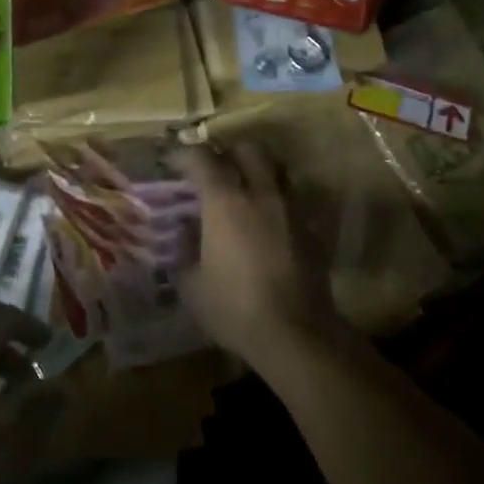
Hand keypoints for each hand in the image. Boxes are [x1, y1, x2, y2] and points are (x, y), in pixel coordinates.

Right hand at [174, 144, 340, 367]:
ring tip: (241, 191)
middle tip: (211, 172)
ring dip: (256, 171)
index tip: (172, 164)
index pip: (202, 158)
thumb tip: (185, 228)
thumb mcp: (191, 283)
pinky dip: (273, 198)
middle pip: (247, 150)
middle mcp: (261, 193)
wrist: (296, 334)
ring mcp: (291, 208)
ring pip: (275, 169)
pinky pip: (290, 197)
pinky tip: (263, 221)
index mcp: (225, 201)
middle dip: (227, 153)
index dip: (184, 155)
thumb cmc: (234, 307)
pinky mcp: (310, 228)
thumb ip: (184, 248)